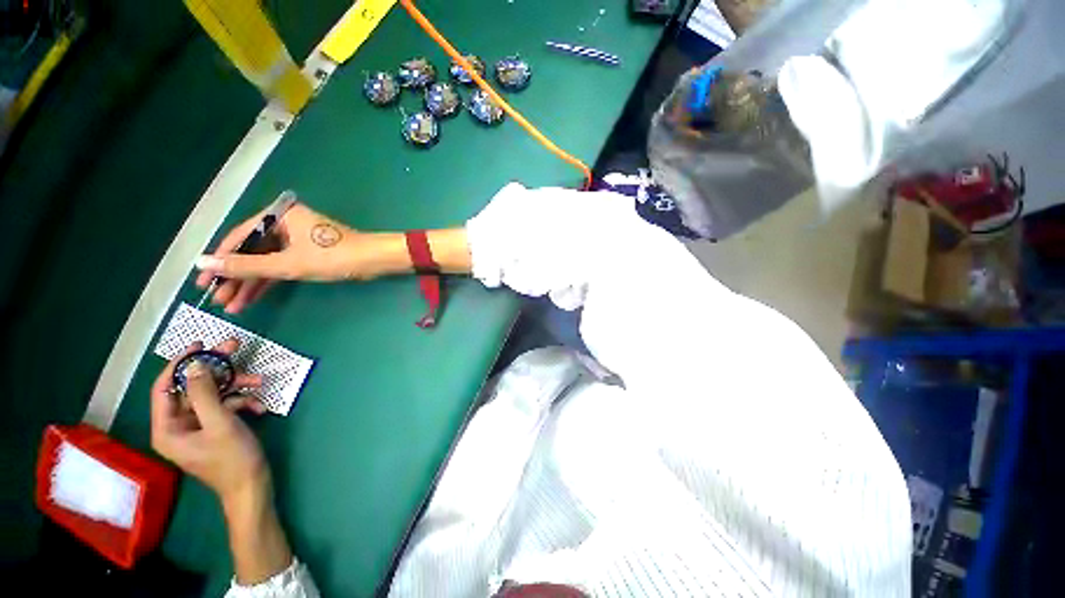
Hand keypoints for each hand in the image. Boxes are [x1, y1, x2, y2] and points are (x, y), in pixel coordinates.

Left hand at [150, 339, 269, 505]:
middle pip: (193, 388)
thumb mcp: (220, 423)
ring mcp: (197, 427)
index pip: (165, 387)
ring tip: (260, 381)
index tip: (200, 345)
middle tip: (234, 347)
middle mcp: (178, 425)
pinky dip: (242, 402)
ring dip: (236, 387)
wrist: (252, 486)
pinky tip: (259, 407)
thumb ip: (205, 393)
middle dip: (217, 370)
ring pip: (212, 395)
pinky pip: (225, 407)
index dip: (180, 364)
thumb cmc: (232, 459)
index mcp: (168, 427)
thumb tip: (197, 364)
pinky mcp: (214, 428)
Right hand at [195, 203, 410, 313]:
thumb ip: (245, 266)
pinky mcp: (308, 253)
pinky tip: (252, 300)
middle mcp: (285, 224)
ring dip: (250, 283)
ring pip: (266, 261)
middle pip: (252, 251)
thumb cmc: (333, 257)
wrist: (374, 261)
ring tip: (232, 306)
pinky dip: (269, 282)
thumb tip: (202, 263)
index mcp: (279, 216)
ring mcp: (297, 240)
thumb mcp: (287, 263)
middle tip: (217, 299)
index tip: (202, 282)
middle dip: (235, 277)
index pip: (239, 238)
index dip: (220, 261)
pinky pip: (281, 266)